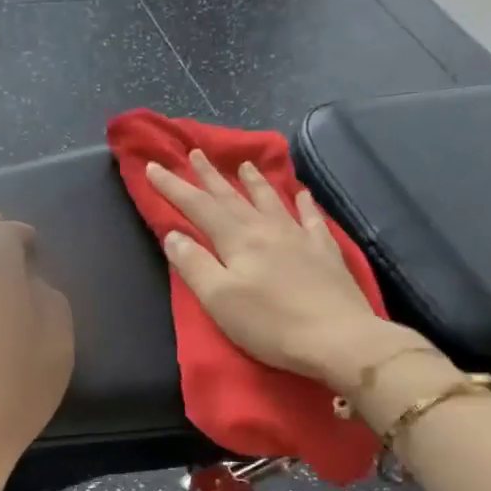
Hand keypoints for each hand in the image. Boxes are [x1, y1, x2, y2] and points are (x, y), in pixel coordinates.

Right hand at [145, 152, 430, 390]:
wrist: (338, 338)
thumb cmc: (270, 323)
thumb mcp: (219, 299)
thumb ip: (194, 264)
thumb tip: (173, 234)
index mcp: (237, 239)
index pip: (198, 206)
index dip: (173, 186)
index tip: (152, 166)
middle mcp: (267, 229)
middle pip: (232, 196)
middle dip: (210, 175)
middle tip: (196, 152)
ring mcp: (299, 237)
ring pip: (270, 200)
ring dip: (253, 181)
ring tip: (243, 163)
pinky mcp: (325, 252)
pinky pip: (311, 218)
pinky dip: (303, 202)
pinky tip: (301, 193)